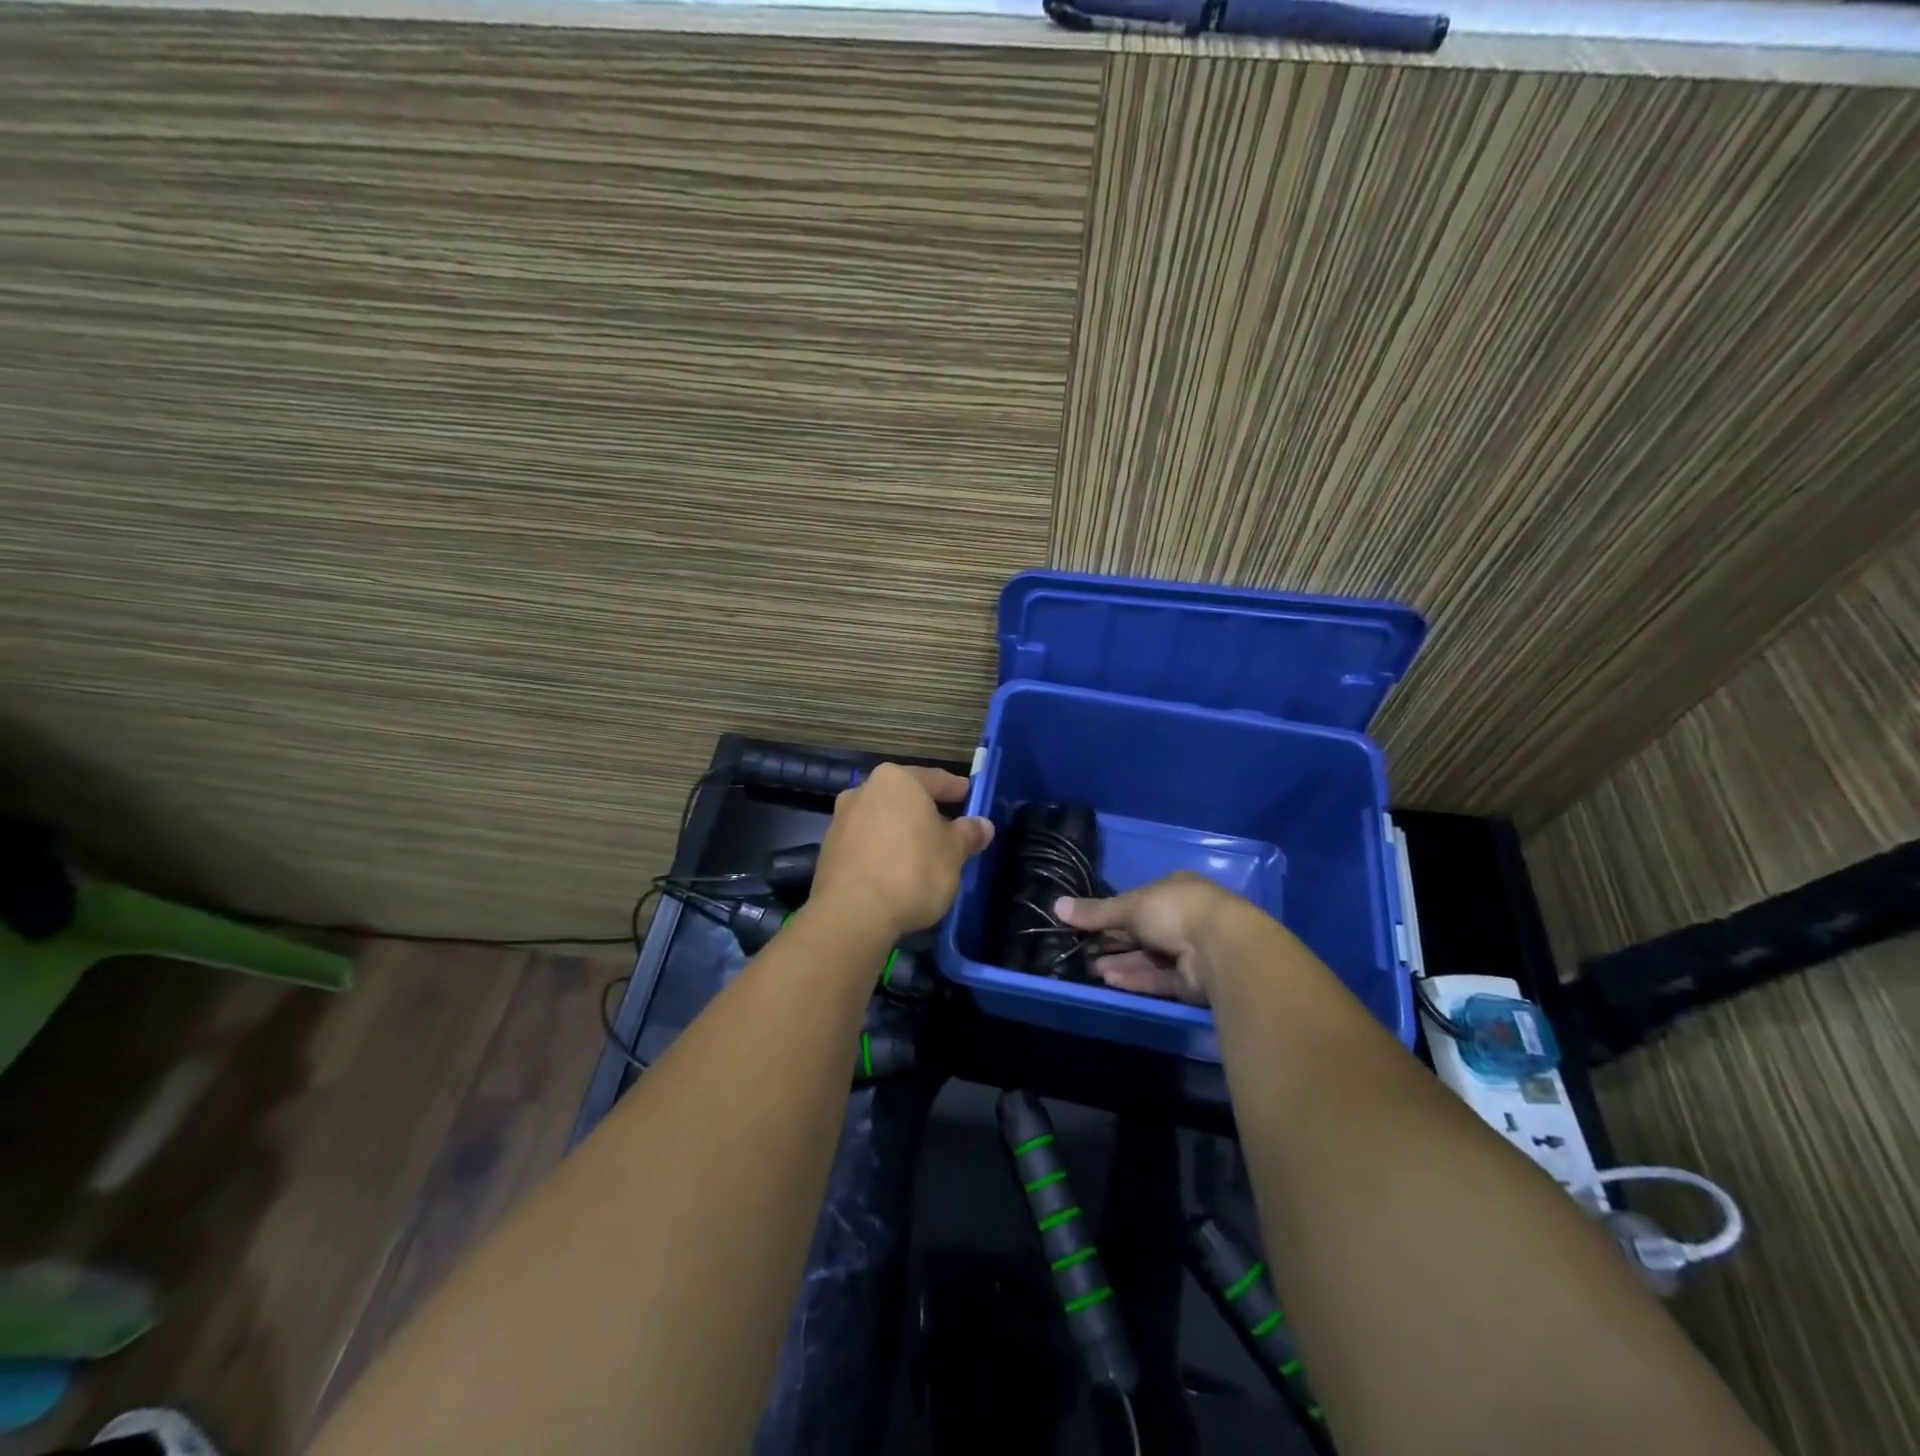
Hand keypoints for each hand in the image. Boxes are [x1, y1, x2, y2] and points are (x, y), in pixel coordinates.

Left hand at [811, 763, 993, 939]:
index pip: (935, 779)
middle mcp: (863, 791)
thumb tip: (982, 825)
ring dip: (900, 832)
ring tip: (921, 853)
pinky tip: (895, 872)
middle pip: (903, 798)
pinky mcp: (828, 851)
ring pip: (881, 819)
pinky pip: (865, 844)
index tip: (969, 794)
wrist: (852, 913)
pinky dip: (881, 851)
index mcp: (897, 781)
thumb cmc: (912, 871)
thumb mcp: (953, 854)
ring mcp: (841, 820)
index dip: (955, 788)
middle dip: (924, 811)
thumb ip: (967, 834)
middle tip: (948, 827)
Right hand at [1054, 872, 1258, 1004]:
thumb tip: (1057, 906)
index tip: (1084, 925)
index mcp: (1174, 890)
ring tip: (1089, 969)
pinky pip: (1159, 978)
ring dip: (1121, 963)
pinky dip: (1136, 978)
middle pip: (1141, 932)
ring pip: (1149, 957)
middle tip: (1081, 951)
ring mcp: (1191, 950)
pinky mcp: (1194, 980)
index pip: (1136, 902)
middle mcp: (1183, 918)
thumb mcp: (1129, 906)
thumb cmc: (1174, 911)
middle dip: (1112, 942)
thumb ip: (1095, 911)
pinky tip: (1110, 981)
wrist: (1222, 947)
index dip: (1110, 914)